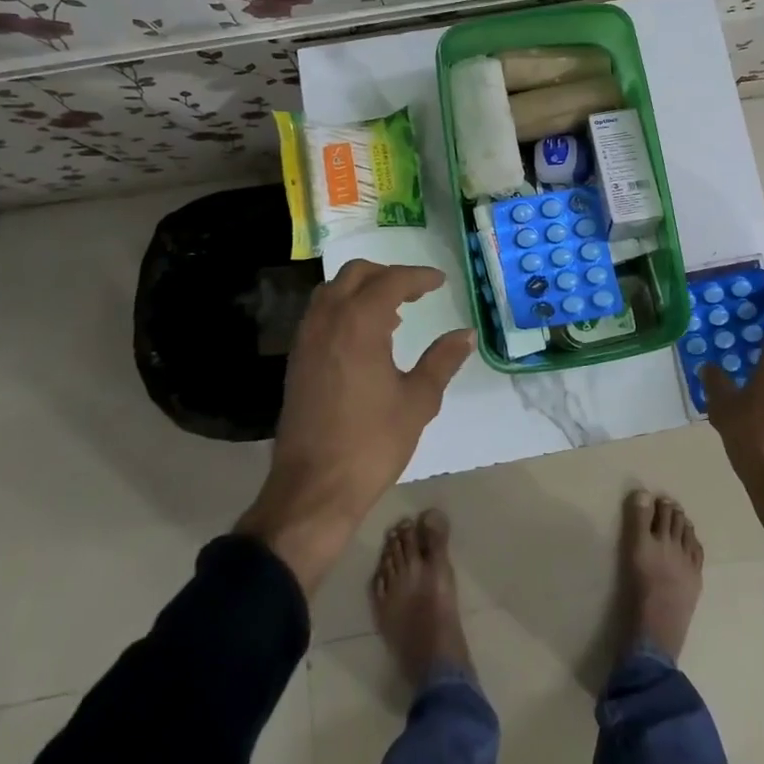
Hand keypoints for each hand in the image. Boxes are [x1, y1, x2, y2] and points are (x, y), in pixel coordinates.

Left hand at [237, 260, 473, 594]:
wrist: (313, 489)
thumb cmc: (372, 443)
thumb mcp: (418, 400)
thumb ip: (442, 360)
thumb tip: (466, 334)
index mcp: (359, 323)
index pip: (391, 281)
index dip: (418, 277)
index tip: (440, 281)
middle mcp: (328, 320)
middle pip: (356, 274)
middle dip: (388, 274)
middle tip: (416, 291)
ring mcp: (306, 339)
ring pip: (332, 291)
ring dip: (362, 289)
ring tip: (392, 313)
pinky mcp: (297, 360)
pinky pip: (320, 315)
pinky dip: (344, 309)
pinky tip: (365, 338)